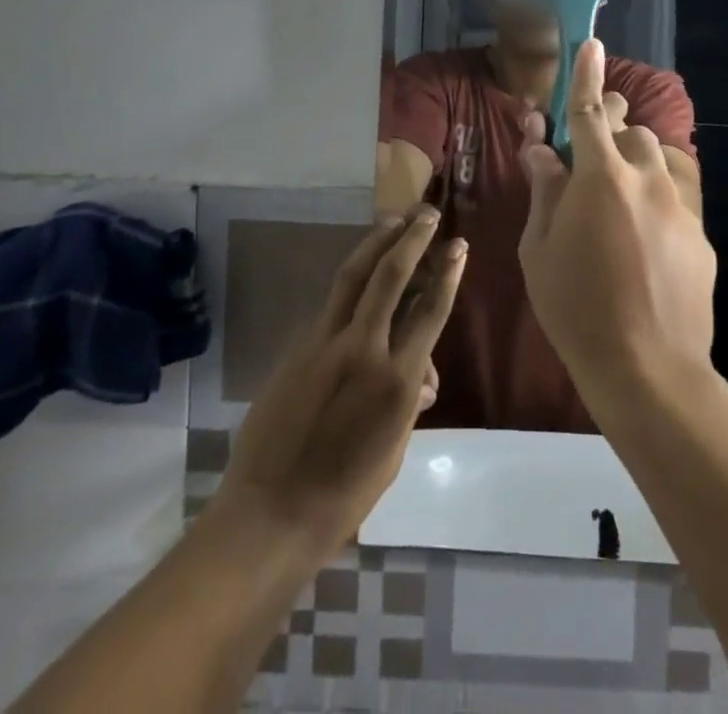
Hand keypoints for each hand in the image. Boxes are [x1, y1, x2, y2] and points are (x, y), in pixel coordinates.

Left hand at [218, 208, 465, 553]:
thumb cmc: (344, 496)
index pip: (430, 311)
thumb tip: (422, 375)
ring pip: (353, 276)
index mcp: (396, 381)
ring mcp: (325, 343)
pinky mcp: (298, 347)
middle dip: (412, 239)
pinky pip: (331, 305)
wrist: (269, 513)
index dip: (447, 273)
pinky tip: (360, 276)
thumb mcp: (393, 451)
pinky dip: (351, 283)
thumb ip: (410, 402)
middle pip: (391, 276)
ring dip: (376, 242)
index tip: (458, 244)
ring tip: (393, 219)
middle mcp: (363, 349)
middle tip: (426, 214)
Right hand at [519, 38, 716, 403]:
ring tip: (616, 200)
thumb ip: (544, 190)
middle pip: (631, 130)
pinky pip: (675, 198)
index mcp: (600, 177)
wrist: (648, 369)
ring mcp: (679, 206)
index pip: (590, 110)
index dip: (587, 74)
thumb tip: (541, 150)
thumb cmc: (576, 308)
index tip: (592, 43)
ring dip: (635, 164)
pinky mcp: (701, 235)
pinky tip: (643, 241)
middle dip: (610, 130)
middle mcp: (646, 178)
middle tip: (589, 157)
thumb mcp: (539, 249)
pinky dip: (655, 201)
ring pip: (658, 160)